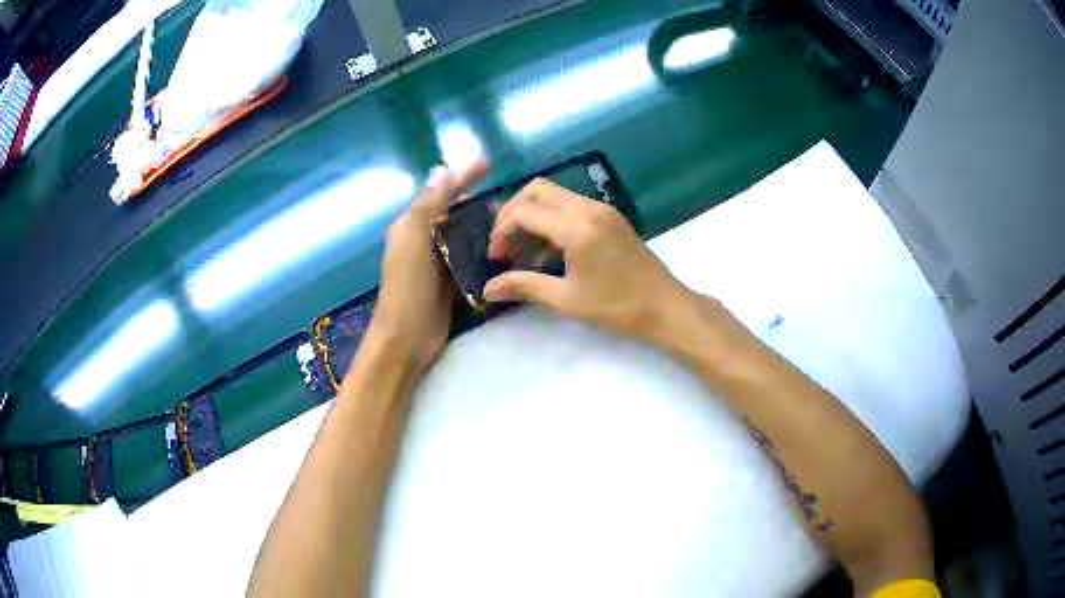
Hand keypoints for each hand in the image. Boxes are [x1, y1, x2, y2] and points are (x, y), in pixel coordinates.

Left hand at [366, 160, 487, 373]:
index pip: (438, 193)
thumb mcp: (412, 242)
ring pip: (462, 235)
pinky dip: (483, 250)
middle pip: (451, 212)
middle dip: (475, 201)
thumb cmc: (407, 288)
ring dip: (482, 225)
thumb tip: (441, 170)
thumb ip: (426, 206)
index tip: (488, 164)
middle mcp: (422, 240)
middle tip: (507, 199)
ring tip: (510, 220)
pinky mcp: (450, 282)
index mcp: (410, 226)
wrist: (407, 339)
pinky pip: (468, 259)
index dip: (461, 177)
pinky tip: (503, 248)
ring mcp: (437, 263)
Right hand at [483, 178, 702, 348]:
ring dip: (532, 217)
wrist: (665, 306)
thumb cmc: (617, 306)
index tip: (494, 258)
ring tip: (520, 252)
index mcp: (577, 226)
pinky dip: (552, 222)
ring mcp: (601, 210)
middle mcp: (588, 208)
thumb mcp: (566, 299)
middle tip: (503, 245)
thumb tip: (487, 290)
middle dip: (512, 214)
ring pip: (554, 196)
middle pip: (537, 191)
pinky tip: (546, 255)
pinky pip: (571, 208)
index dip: (501, 232)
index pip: (524, 212)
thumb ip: (524, 286)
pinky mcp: (609, 217)